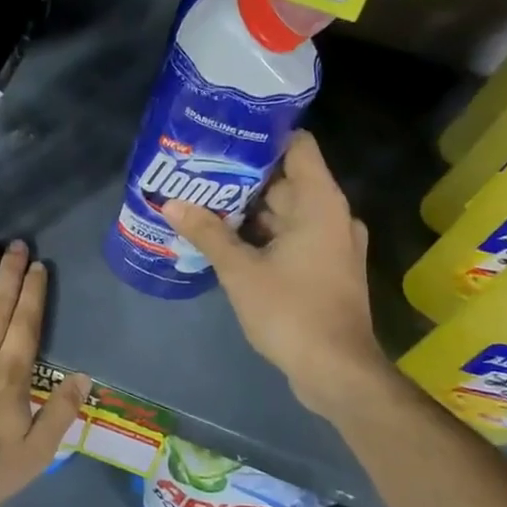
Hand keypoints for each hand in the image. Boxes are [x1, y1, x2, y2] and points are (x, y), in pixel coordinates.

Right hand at [164, 131, 388, 420]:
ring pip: (286, 212)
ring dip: (249, 210)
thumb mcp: (240, 271)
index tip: (225, 136)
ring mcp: (332, 243)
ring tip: (203, 202)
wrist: (336, 371)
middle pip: (286, 180)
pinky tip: (225, 239)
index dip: (263, 136)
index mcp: (320, 203)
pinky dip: (263, 235)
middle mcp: (332, 215)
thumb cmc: (291, 311)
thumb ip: (207, 233)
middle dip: (243, 178)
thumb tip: (171, 203)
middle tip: (199, 172)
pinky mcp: (326, 268)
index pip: (298, 146)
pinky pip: (292, 237)